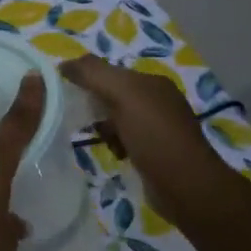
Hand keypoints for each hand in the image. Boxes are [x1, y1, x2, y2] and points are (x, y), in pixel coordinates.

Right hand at [59, 54, 227, 220]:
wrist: (187, 187)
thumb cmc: (154, 136)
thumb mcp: (123, 94)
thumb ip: (93, 74)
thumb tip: (63, 64)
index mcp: (152, 82)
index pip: (110, 71)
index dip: (87, 78)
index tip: (65, 93)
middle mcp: (157, 101)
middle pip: (112, 95)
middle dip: (94, 105)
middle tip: (81, 119)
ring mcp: (158, 127)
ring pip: (116, 119)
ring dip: (104, 128)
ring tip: (102, 140)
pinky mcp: (155, 152)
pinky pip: (124, 139)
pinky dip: (115, 145)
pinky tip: (115, 154)